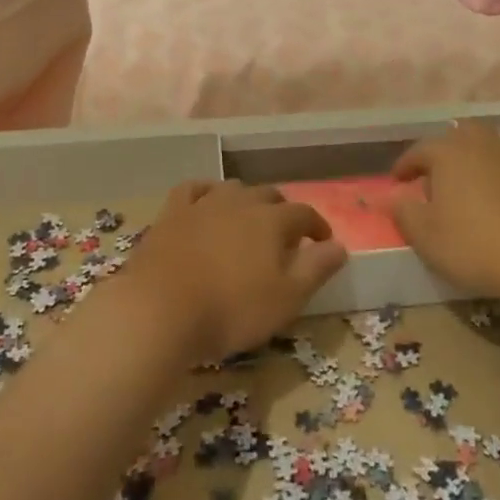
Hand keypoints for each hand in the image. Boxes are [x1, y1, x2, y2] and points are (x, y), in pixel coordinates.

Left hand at [121, 180, 345, 361]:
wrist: (159, 311)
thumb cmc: (231, 310)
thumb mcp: (286, 298)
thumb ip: (316, 269)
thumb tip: (340, 246)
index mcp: (272, 221)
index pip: (304, 214)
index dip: (317, 226)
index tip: (324, 241)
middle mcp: (241, 202)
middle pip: (269, 196)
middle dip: (283, 211)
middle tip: (287, 235)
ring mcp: (203, 204)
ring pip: (233, 189)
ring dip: (247, 200)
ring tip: (249, 220)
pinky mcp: (172, 213)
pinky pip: (193, 189)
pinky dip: (206, 191)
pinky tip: (207, 201)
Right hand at [391, 121, 499, 299]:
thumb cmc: (473, 245)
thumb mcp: (425, 236)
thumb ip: (404, 212)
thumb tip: (395, 196)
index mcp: (448, 152)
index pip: (418, 150)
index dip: (405, 165)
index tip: (398, 181)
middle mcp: (483, 142)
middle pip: (461, 133)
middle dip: (449, 149)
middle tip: (442, 173)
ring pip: (499, 138)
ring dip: (488, 150)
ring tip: (482, 171)